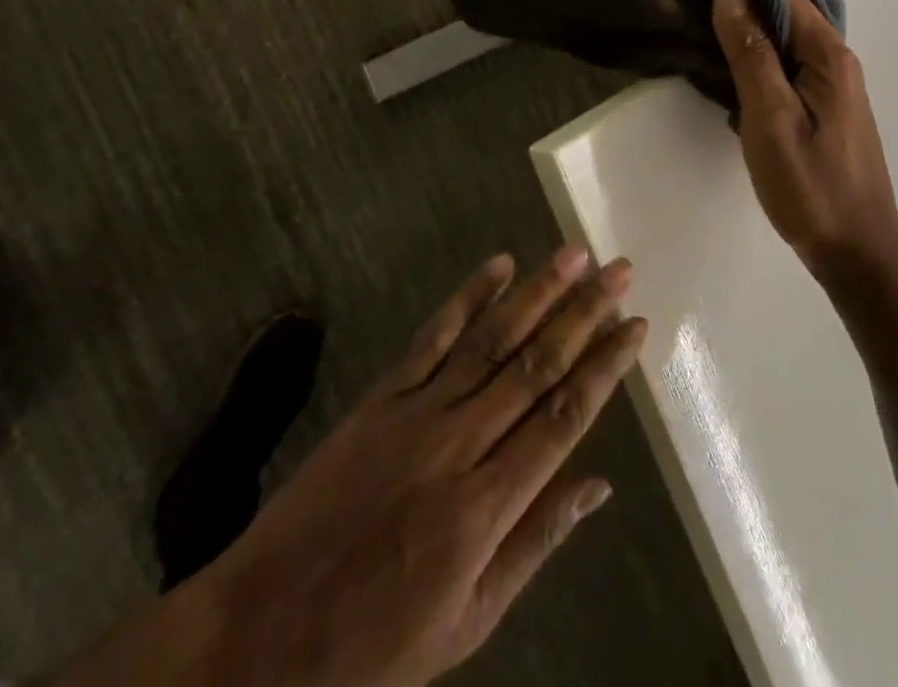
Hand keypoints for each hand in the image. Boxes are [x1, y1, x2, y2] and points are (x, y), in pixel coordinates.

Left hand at [55, 249, 644, 686]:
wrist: (261, 633)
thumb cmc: (375, 644)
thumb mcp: (468, 623)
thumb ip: (536, 542)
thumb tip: (600, 485)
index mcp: (485, 509)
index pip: (562, 418)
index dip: (604, 368)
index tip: (636, 326)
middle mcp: (458, 446)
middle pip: (534, 365)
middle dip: (583, 313)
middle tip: (619, 269)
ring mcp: (416, 413)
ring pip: (490, 340)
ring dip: (536, 292)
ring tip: (573, 254)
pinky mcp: (381, 397)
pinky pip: (432, 338)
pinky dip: (466, 298)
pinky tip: (497, 266)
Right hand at [713, 0, 897, 277]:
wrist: (855, 252)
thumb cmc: (810, 185)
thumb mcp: (771, 117)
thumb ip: (751, 54)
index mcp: (828, 55)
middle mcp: (835, 60)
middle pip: (784, 14)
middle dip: (739, 6)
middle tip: (688, 5)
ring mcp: (831, 85)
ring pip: (783, 41)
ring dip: (745, 34)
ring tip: (697, 31)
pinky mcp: (822, 107)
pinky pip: (785, 66)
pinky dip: (756, 61)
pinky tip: (726, 70)